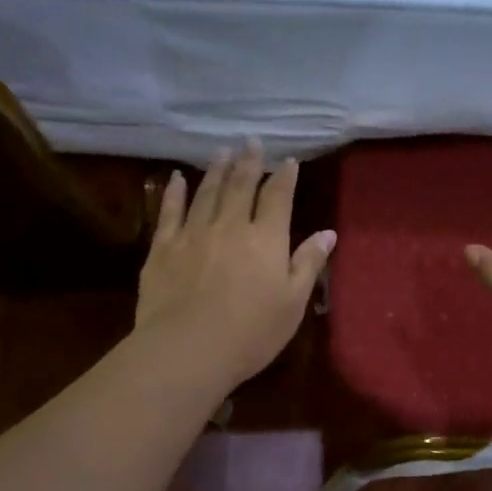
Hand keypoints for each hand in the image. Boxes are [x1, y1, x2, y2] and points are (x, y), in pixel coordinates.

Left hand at [135, 142, 335, 389]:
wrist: (187, 349)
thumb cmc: (250, 333)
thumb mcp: (292, 303)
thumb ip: (308, 264)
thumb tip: (328, 233)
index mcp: (266, 239)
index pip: (278, 198)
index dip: (284, 177)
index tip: (288, 161)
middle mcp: (231, 226)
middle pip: (241, 185)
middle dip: (248, 161)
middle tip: (251, 141)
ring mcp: (194, 233)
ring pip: (207, 192)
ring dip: (216, 170)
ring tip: (221, 151)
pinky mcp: (163, 247)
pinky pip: (170, 210)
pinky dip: (174, 191)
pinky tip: (177, 177)